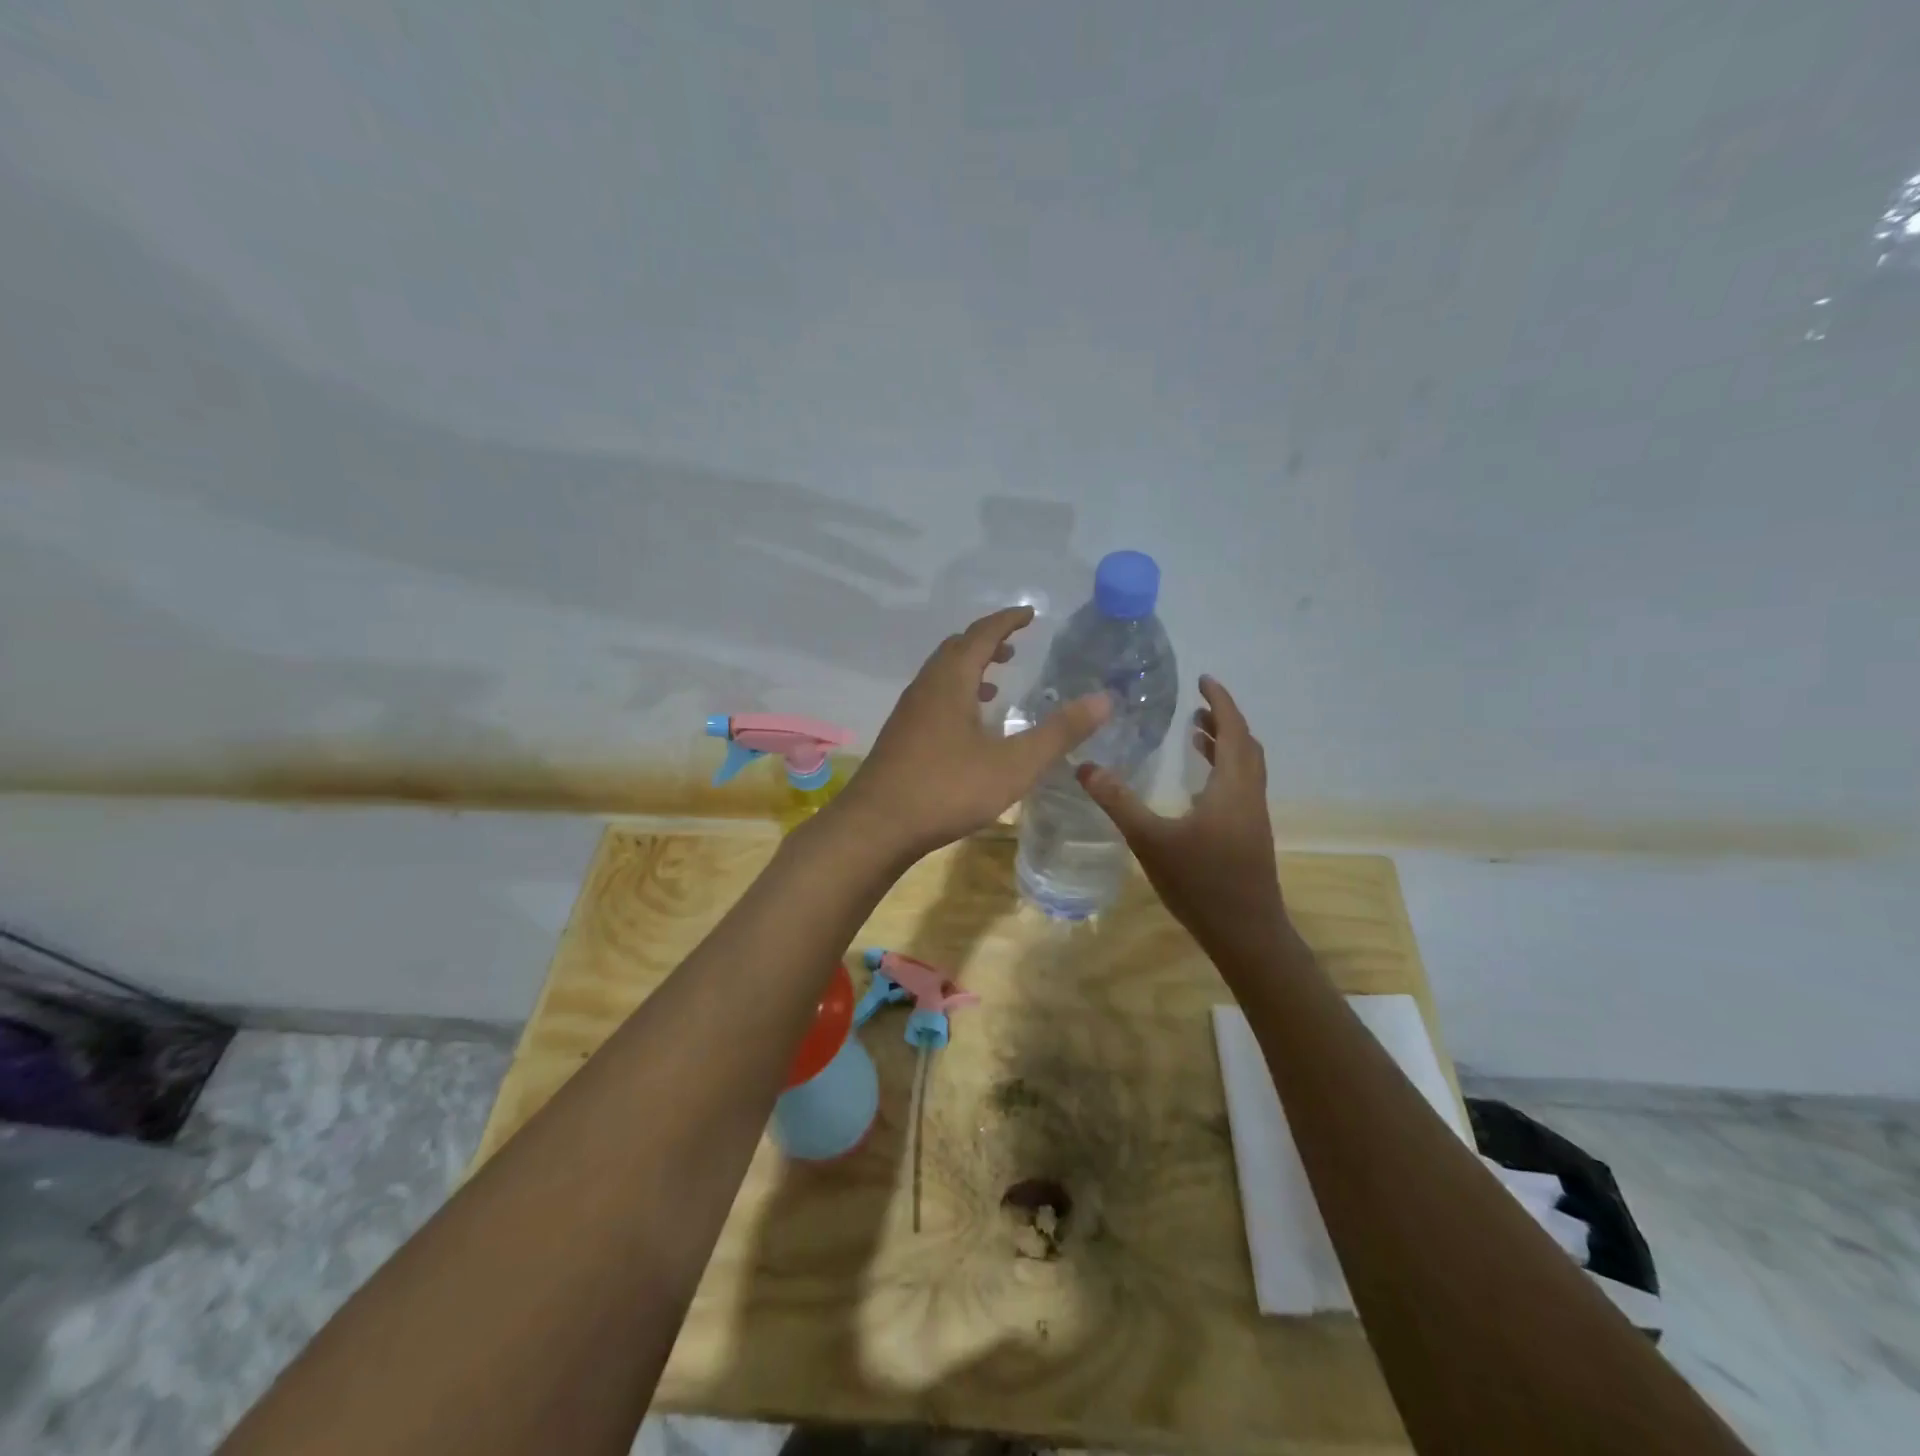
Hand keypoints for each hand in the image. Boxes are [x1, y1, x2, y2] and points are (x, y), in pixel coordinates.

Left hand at [837, 606, 1110, 858]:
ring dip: (969, 670)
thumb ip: (1059, 732)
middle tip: (1015, 646)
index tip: (1029, 614)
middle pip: (956, 649)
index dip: (1007, 621)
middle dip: (986, 642)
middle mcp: (925, 687)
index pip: (981, 634)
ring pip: (940, 676)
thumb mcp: (1014, 764)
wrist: (876, 826)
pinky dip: (956, 695)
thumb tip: (1104, 699)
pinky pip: (932, 699)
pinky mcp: (900, 737)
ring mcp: (908, 713)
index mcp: (950, 681)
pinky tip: (968, 727)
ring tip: (997, 682)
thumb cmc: (947, 789)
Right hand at [1078, 676, 1300, 967]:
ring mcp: (1253, 817)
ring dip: (1225, 745)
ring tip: (1196, 734)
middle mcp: (1249, 795)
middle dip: (1223, 720)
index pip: (1233, 730)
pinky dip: (1224, 769)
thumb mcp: (1151, 840)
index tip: (1205, 679)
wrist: (1246, 933)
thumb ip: (1118, 802)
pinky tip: (1198, 787)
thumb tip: (1085, 767)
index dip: (1221, 701)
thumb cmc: (1201, 882)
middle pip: (1245, 745)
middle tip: (1196, 705)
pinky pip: (1240, 786)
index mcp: (1232, 787)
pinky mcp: (1250, 836)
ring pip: (1245, 767)